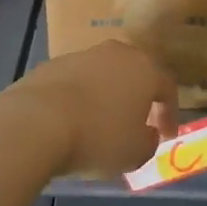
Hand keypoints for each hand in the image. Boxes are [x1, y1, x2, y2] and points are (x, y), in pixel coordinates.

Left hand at [5, 40, 177, 179]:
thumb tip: (146, 133)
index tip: (167, 136)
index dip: (170, 113)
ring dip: (106, 96)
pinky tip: (72, 121)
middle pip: (134, 73)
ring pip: (103, 75)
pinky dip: (79, 99)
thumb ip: (149, 141)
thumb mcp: (136, 152)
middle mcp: (116, 53)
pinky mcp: (51, 64)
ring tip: (100, 124)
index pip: (167, 87)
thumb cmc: (98, 136)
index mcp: (144, 68)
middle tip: (137, 123)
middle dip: (138, 97)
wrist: (36, 121)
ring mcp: (81, 55)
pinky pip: (75, 82)